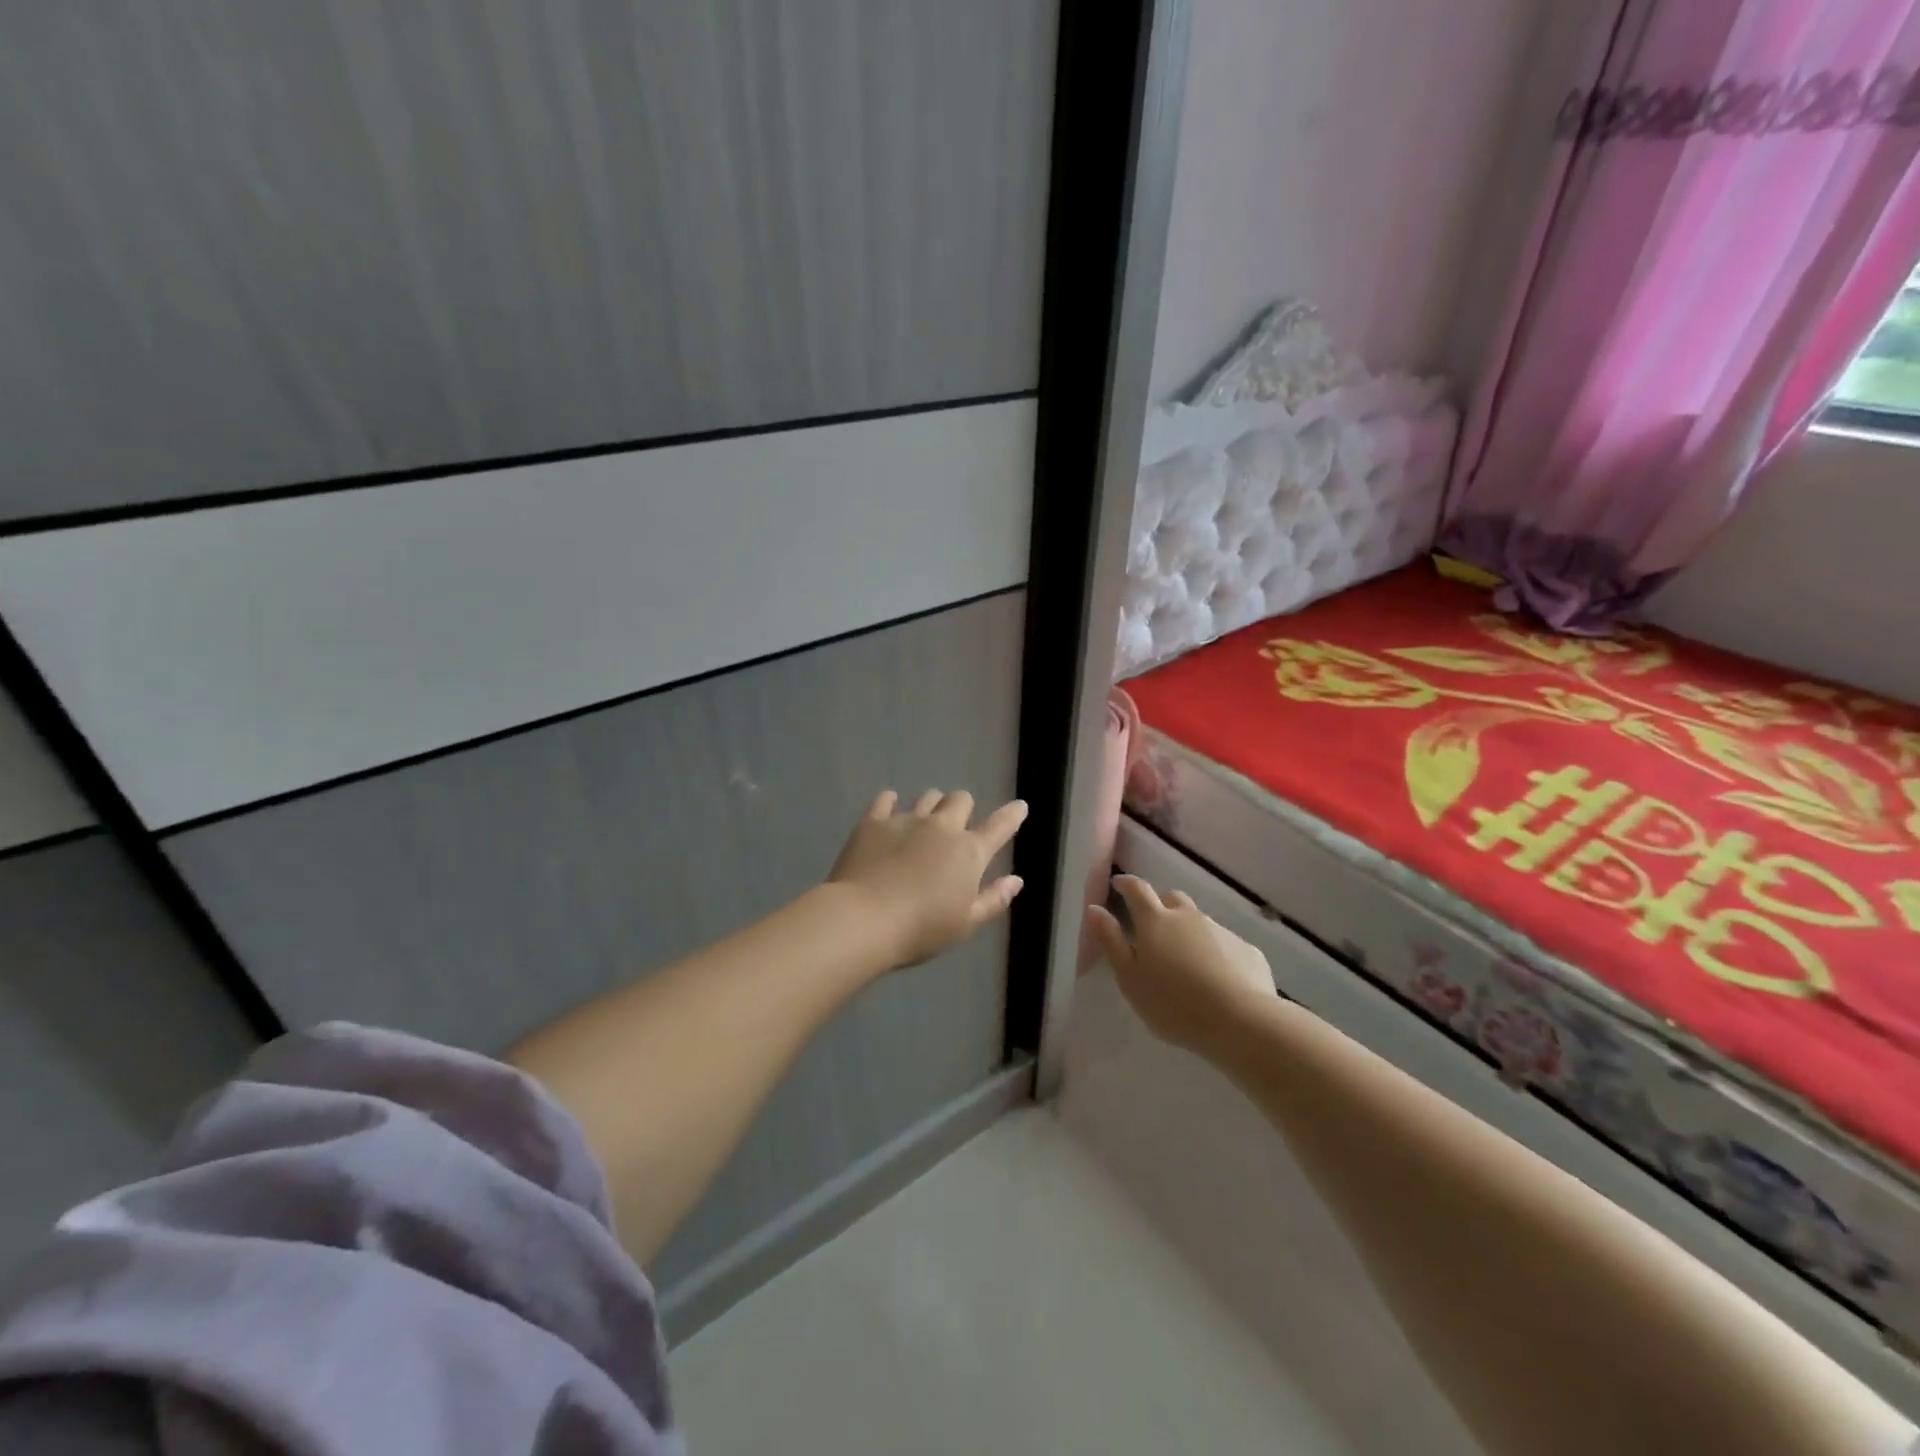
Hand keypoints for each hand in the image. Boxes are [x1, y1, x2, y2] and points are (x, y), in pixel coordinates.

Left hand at [828, 790, 1027, 968]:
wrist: (863, 920)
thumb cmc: (921, 930)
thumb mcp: (965, 924)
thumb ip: (993, 899)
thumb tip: (1016, 880)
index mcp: (969, 853)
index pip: (999, 827)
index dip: (1011, 815)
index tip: (1019, 806)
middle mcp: (941, 828)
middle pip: (960, 800)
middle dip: (963, 808)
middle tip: (956, 826)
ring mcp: (906, 820)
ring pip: (927, 796)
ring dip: (931, 805)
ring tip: (923, 821)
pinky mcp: (873, 822)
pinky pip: (886, 799)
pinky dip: (891, 803)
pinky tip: (889, 811)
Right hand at [1086, 874, 1273, 1054]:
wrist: (1242, 1022)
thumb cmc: (1174, 1004)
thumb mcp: (1130, 978)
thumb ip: (1111, 941)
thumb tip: (1095, 909)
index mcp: (1156, 921)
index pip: (1137, 889)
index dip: (1126, 883)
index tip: (1118, 884)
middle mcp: (1189, 917)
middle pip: (1172, 899)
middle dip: (1160, 906)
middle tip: (1152, 928)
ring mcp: (1221, 931)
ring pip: (1199, 922)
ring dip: (1188, 932)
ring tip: (1185, 962)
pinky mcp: (1247, 950)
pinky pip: (1225, 944)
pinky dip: (1216, 953)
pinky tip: (1217, 980)